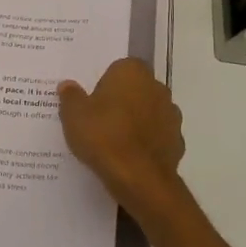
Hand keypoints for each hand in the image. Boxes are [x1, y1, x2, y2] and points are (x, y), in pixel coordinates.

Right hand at [58, 58, 186, 221]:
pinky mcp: (177, 142)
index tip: (92, 102)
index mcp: (132, 72)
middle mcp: (157, 87)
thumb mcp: (73, 114)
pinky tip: (129, 157)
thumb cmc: (103, 135)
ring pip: (148, 112)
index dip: (104, 84)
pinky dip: (146, 143)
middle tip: (99, 120)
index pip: (118, 68)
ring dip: (136, 122)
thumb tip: (68, 86)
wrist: (139, 178)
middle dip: (121, 101)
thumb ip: (71, 96)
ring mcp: (171, 115)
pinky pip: (157, 136)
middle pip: (135, 89)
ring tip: (113, 142)